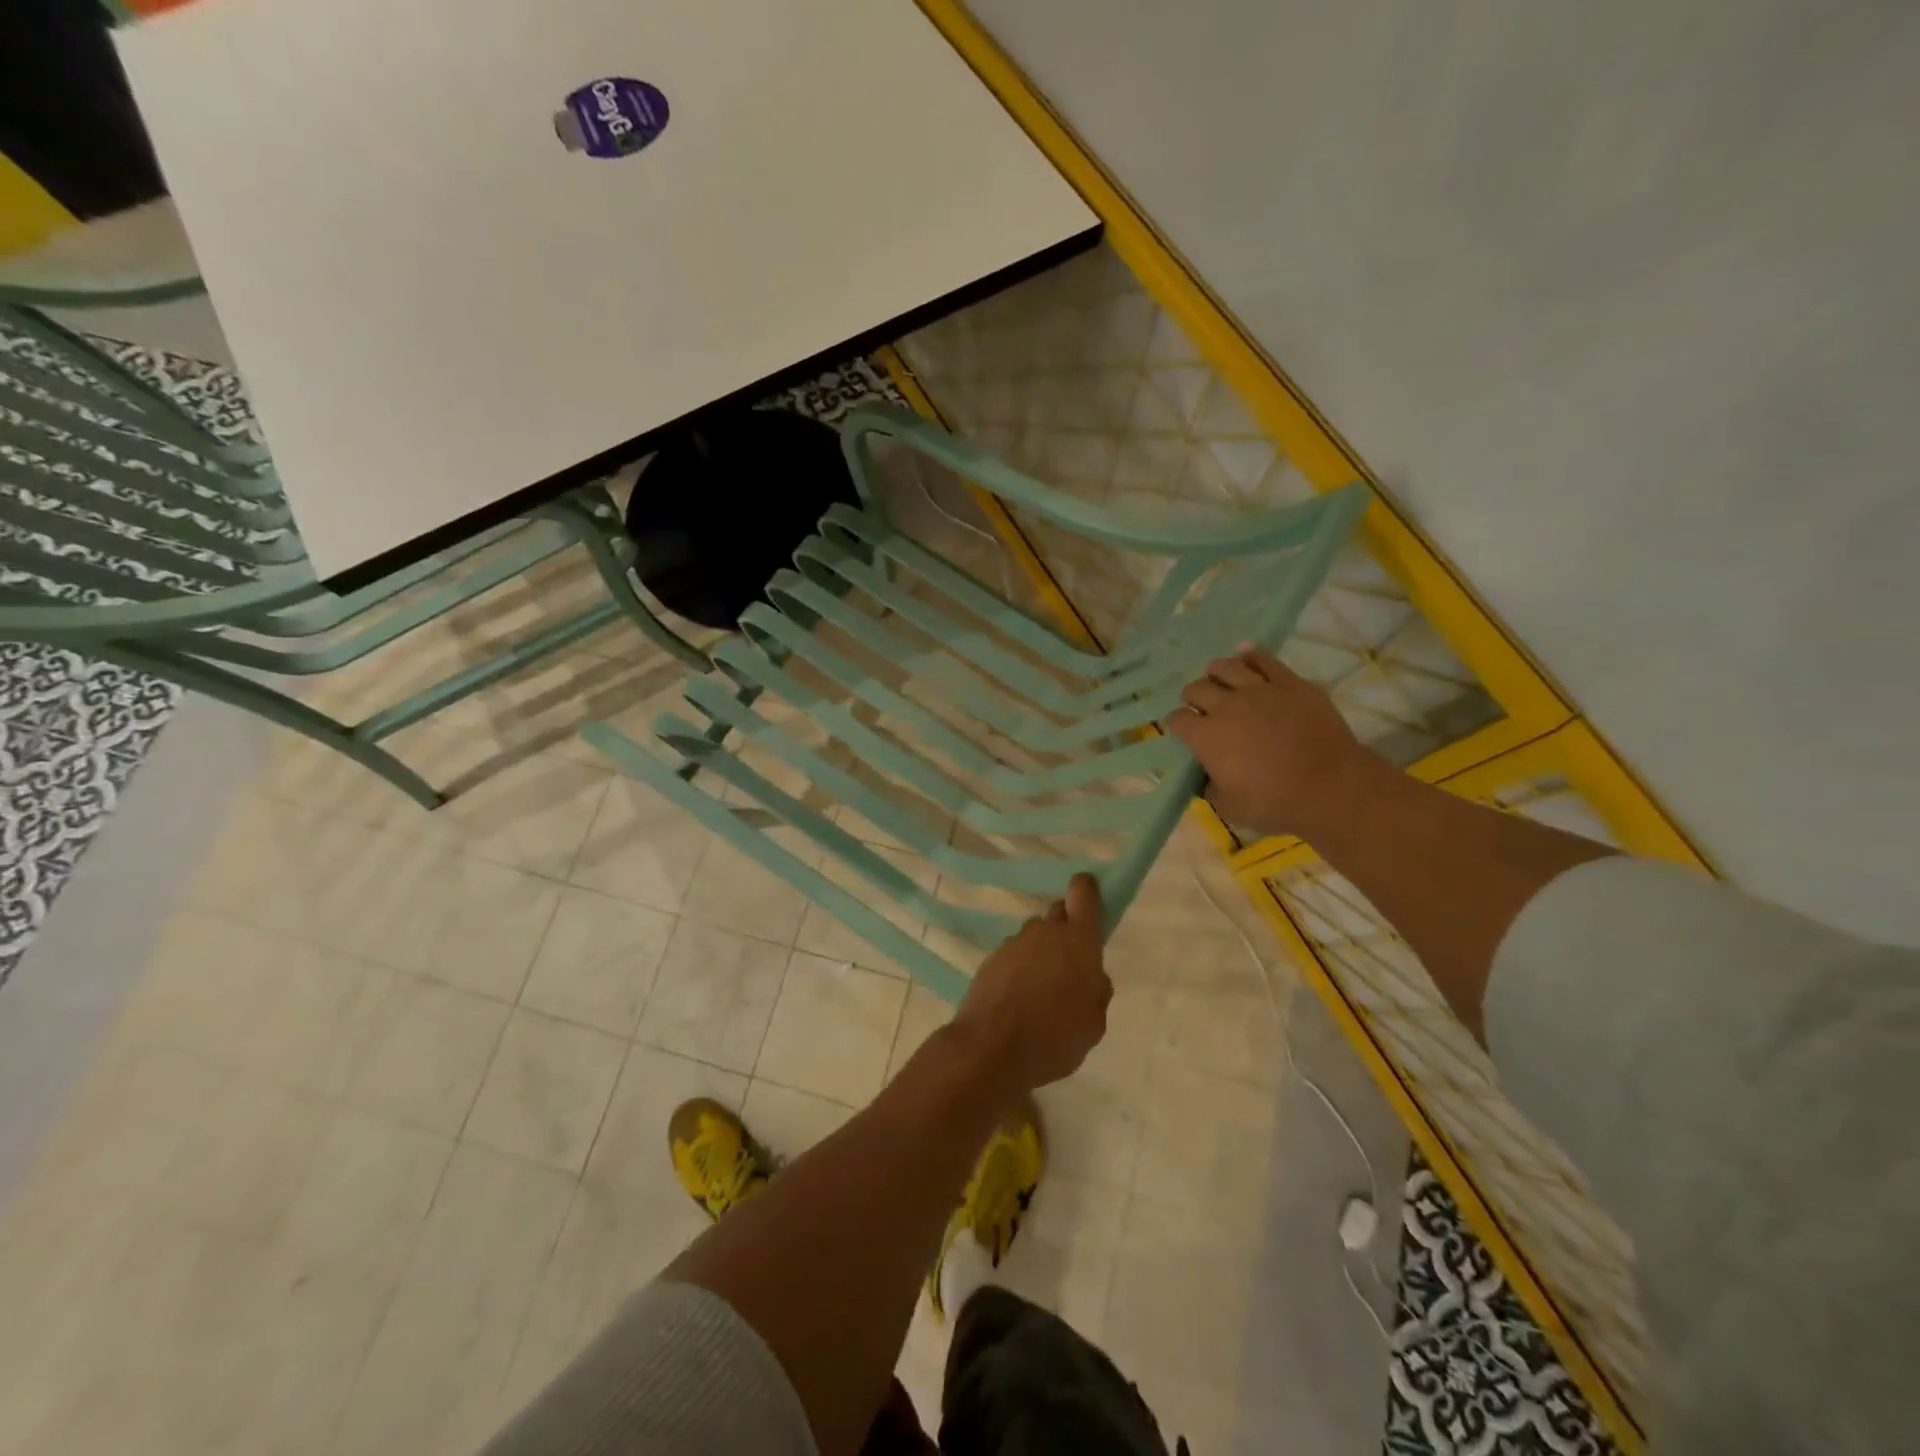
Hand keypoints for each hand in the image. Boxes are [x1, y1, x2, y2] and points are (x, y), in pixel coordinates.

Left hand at [953, 874, 1111, 1093]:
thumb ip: (1097, 993)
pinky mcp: (990, 959)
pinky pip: (1013, 954)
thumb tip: (1093, 977)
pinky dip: (1019, 968)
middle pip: (1058, 913)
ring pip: (1034, 935)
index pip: (1083, 894)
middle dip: (1066, 928)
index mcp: (1078, 940)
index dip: (1087, 890)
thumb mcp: (1093, 1024)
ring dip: (1041, 950)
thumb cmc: (1055, 1038)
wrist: (992, 1049)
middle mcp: (1045, 932)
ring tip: (1042, 986)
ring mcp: (1014, 943)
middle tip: (1070, 959)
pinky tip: (1019, 997)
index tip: (1090, 896)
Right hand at [1166, 646, 1380, 838]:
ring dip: (1216, 672)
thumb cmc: (1275, 803)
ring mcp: (1259, 690)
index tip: (1185, 731)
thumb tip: (1208, 778)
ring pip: (1226, 667)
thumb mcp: (1230, 808)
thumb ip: (1212, 788)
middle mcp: (1225, 706)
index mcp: (1205, 737)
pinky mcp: (1290, 683)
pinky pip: (1265, 659)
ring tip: (1219, 676)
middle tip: (1201, 705)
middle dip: (1193, 697)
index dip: (1178, 725)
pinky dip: (1252, 655)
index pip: (1178, 720)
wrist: (1330, 787)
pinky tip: (1246, 653)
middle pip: (1197, 689)